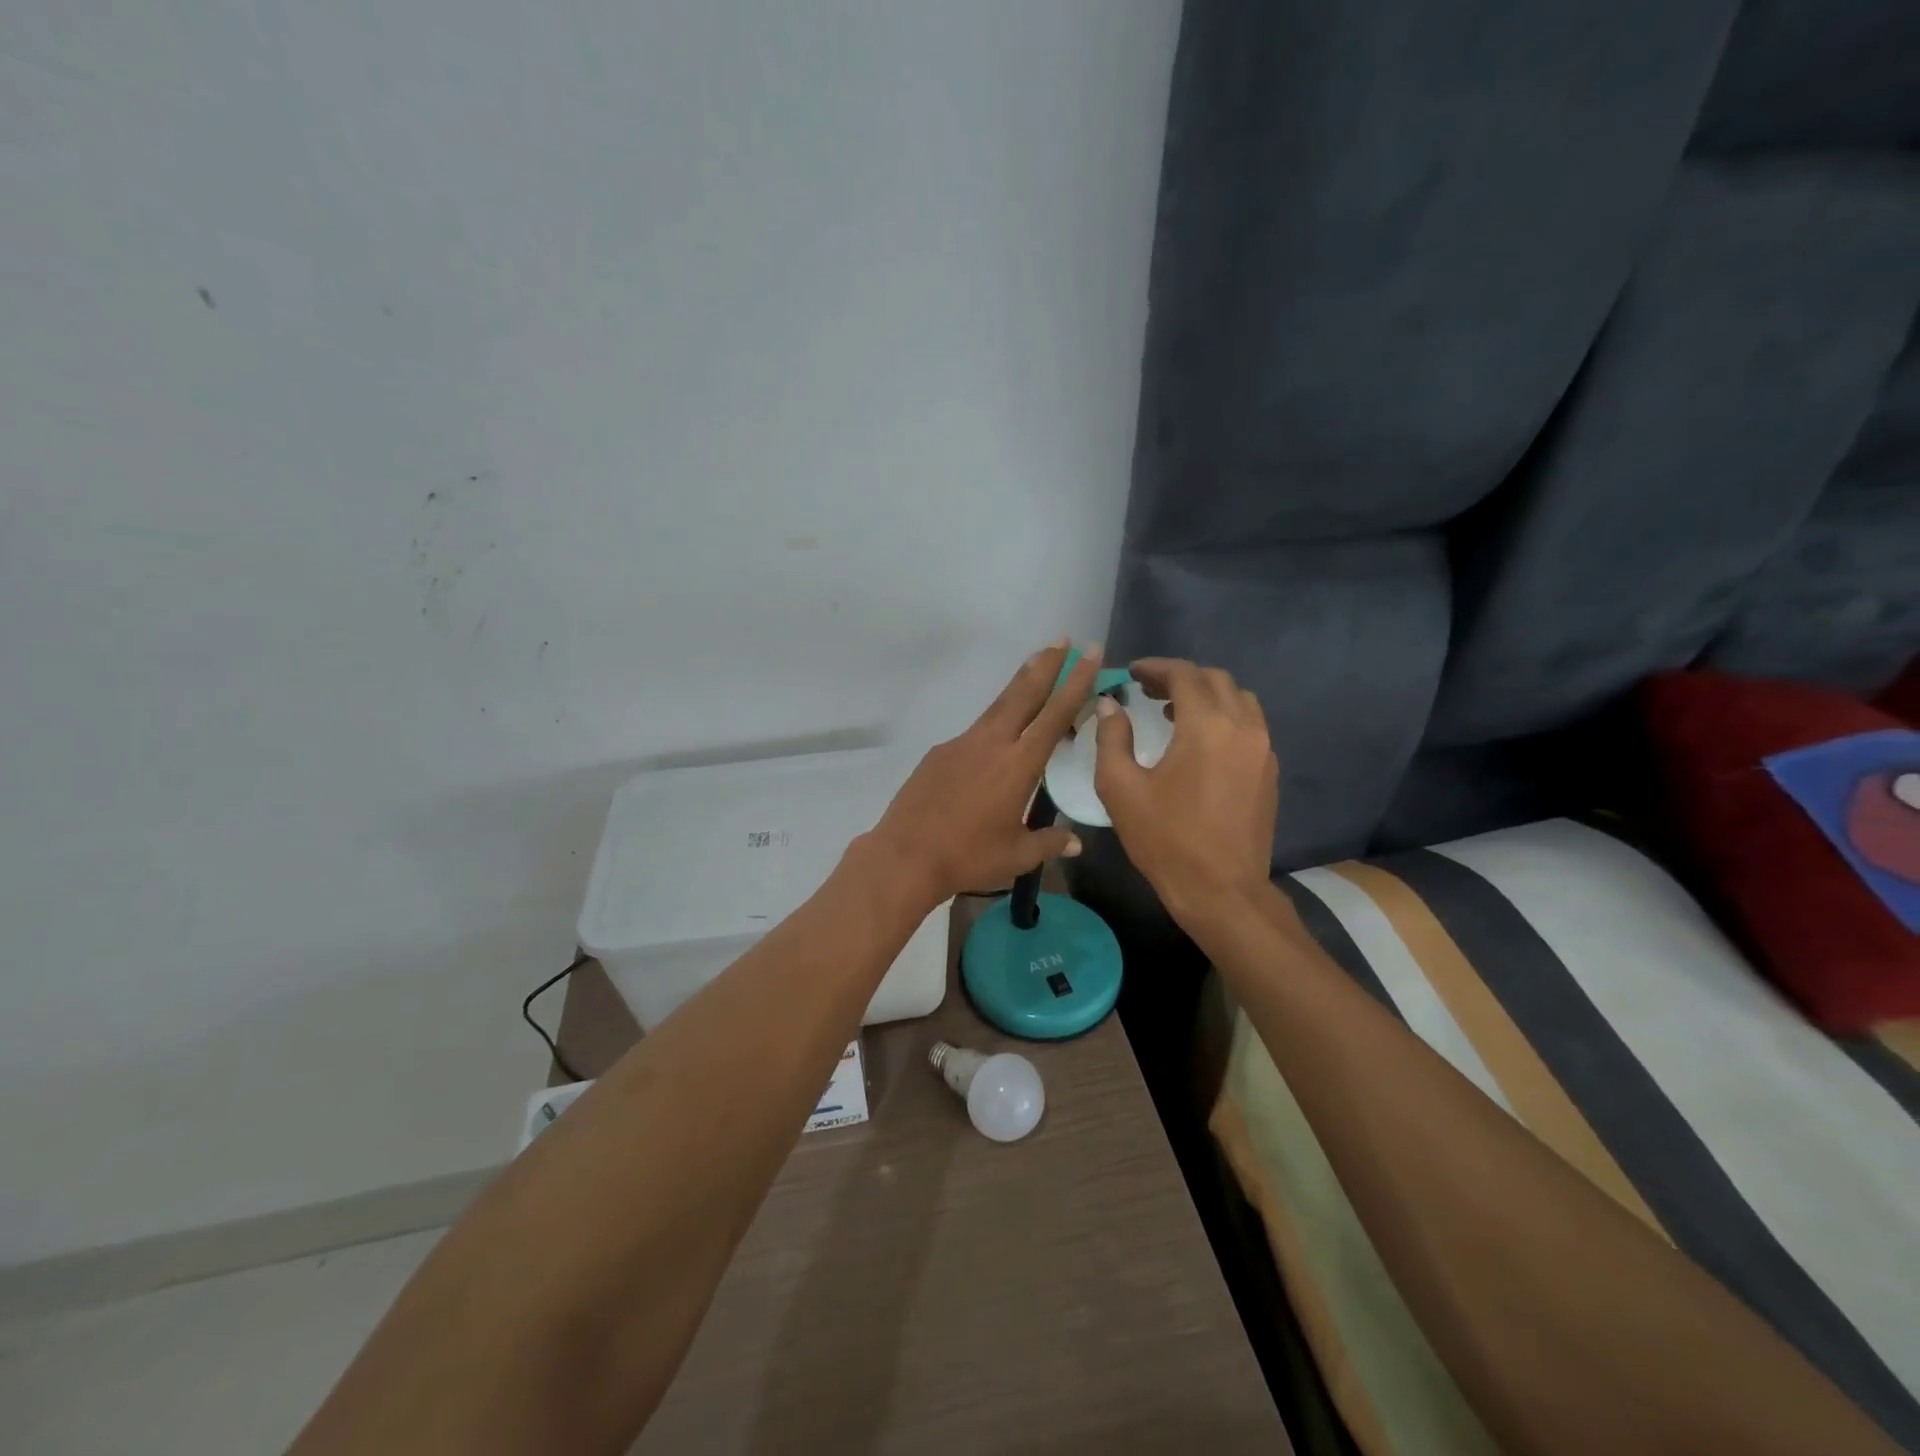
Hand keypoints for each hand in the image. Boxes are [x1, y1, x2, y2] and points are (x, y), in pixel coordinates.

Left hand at [868, 642, 1099, 904]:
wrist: (906, 855)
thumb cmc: (968, 857)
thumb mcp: (1016, 856)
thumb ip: (1049, 843)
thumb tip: (1075, 841)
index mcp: (1018, 765)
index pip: (1055, 715)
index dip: (1076, 682)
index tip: (1089, 653)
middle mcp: (991, 744)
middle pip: (1023, 694)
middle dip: (1046, 665)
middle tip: (1062, 639)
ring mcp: (961, 744)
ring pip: (997, 707)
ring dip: (1019, 685)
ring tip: (1034, 666)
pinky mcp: (939, 753)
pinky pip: (974, 732)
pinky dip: (992, 725)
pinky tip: (993, 743)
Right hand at [1092, 658, 1278, 925]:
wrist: (1222, 891)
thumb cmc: (1166, 840)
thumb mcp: (1121, 789)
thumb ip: (1112, 738)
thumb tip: (1110, 705)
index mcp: (1207, 726)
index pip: (1185, 675)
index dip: (1155, 668)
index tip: (1131, 674)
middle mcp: (1243, 727)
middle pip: (1216, 680)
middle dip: (1181, 678)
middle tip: (1147, 690)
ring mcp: (1263, 749)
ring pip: (1239, 700)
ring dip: (1206, 696)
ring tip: (1174, 712)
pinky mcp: (1269, 772)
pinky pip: (1249, 726)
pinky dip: (1224, 718)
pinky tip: (1199, 743)